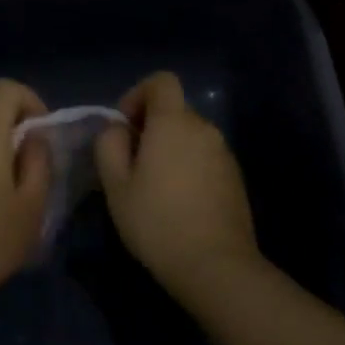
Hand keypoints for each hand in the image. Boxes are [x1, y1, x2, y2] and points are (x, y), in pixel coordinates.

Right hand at [94, 72, 261, 294]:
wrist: (215, 264)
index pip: (162, 81)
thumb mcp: (116, 185)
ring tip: (153, 187)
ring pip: (190, 136)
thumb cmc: (157, 221)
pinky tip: (178, 202)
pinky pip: (205, 157)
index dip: (138, 94)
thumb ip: (109, 145)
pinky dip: (189, 166)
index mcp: (174, 122)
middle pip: (175, 110)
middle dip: (151, 127)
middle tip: (131, 164)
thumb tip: (117, 129)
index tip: (125, 127)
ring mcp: (224, 152)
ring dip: (170, 149)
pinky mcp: (235, 177)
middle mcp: (204, 128)